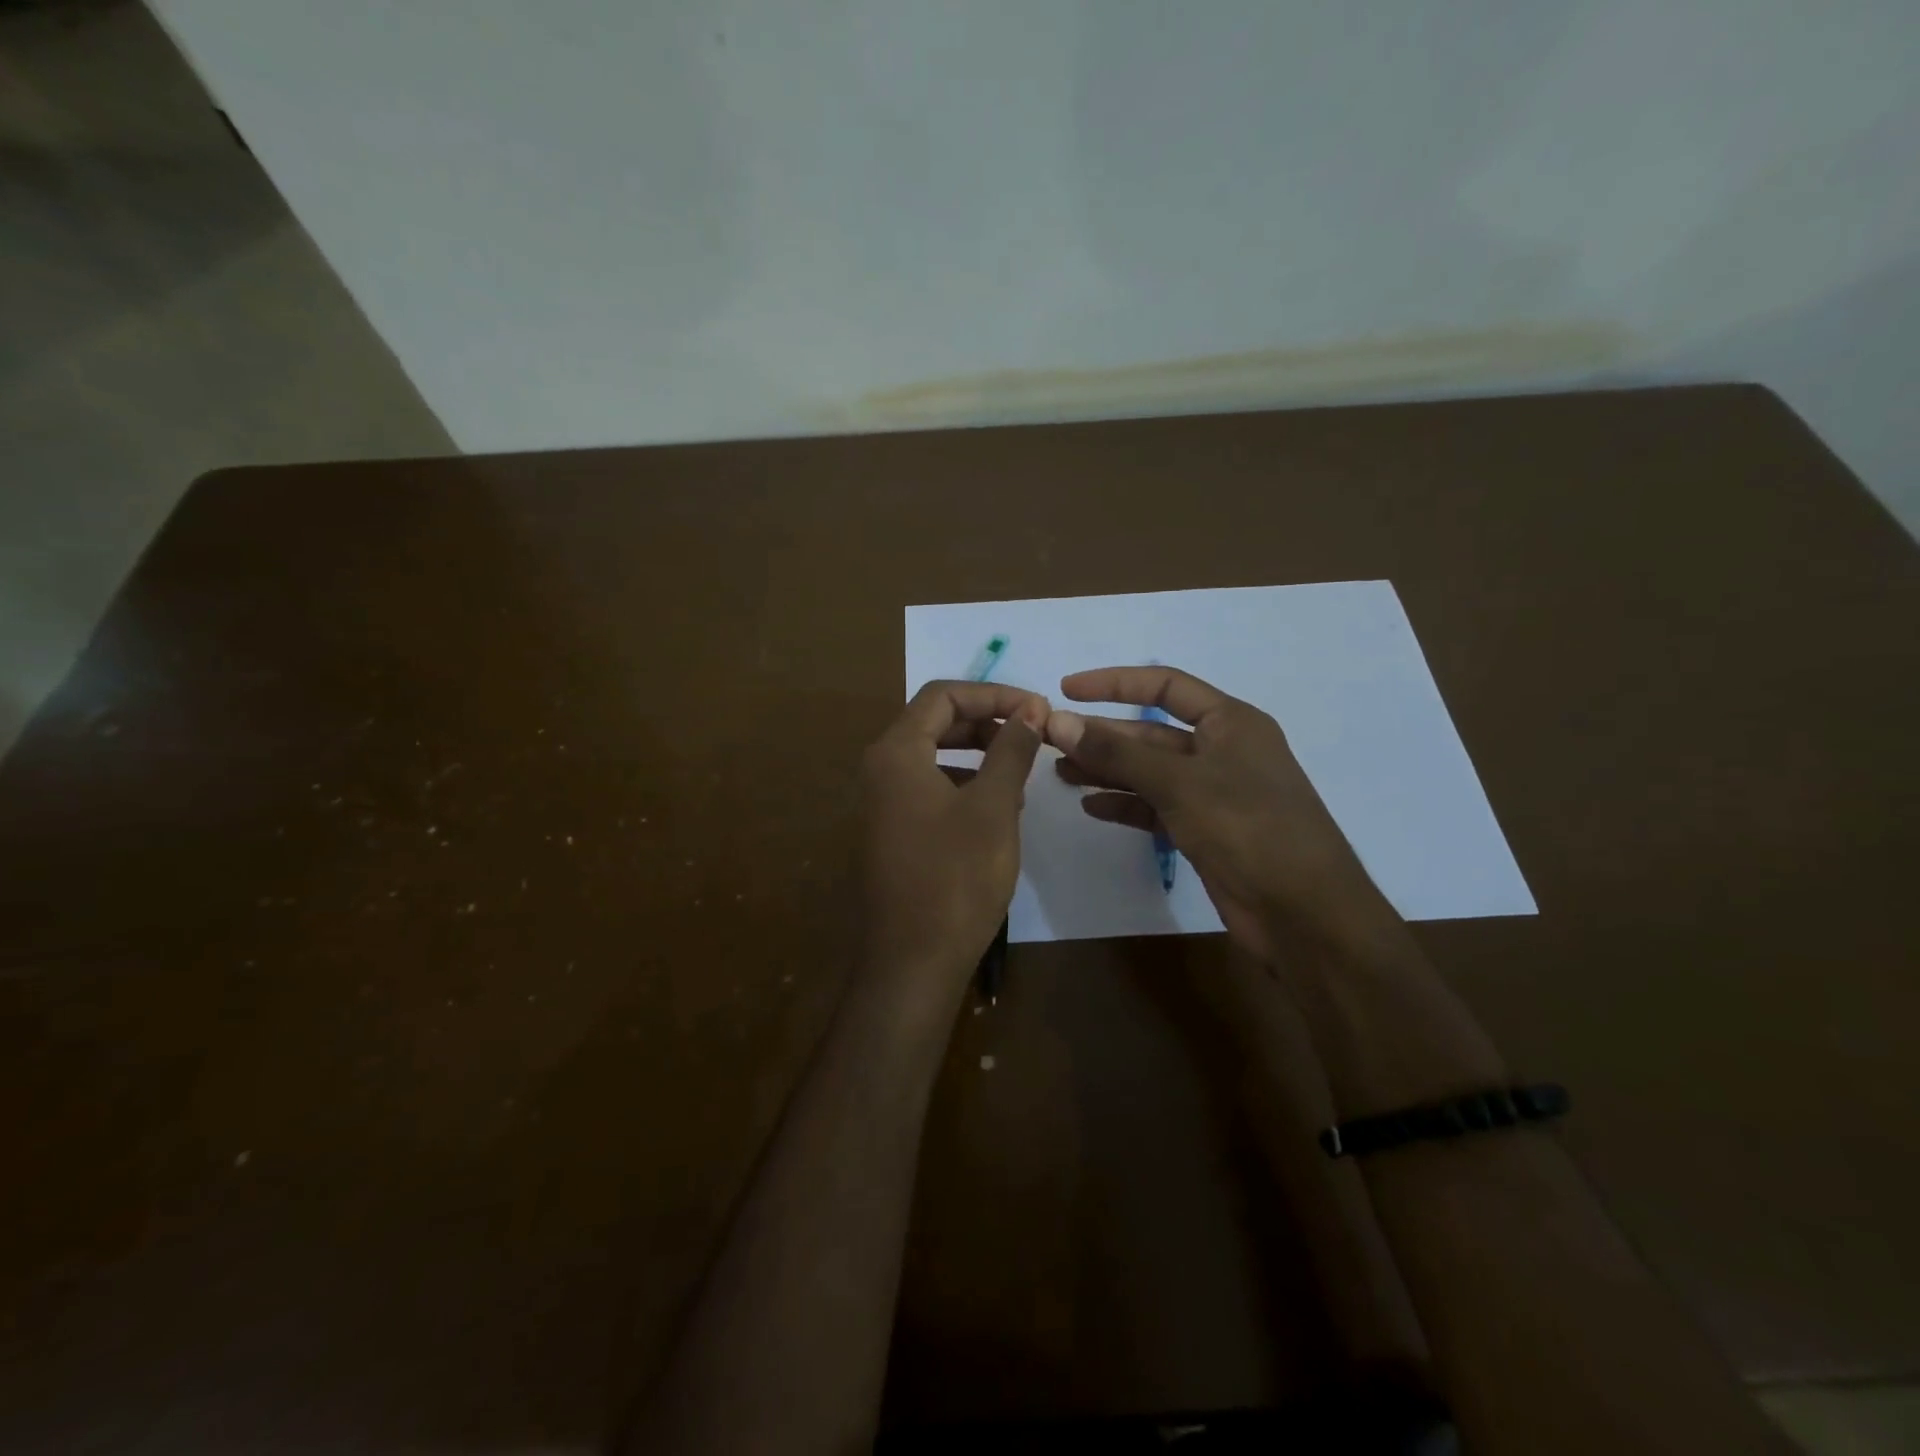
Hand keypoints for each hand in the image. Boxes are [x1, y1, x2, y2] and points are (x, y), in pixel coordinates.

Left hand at [859, 681, 1047, 1008]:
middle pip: (935, 722)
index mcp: (896, 752)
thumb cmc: (955, 878)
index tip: (1038, 709)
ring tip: (1019, 775)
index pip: (944, 696)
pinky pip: (928, 788)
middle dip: (986, 722)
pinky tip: (996, 810)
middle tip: (1032, 735)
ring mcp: (881, 803)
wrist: (912, 962)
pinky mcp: (891, 831)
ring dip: (978, 754)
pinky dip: (964, 784)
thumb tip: (1030, 710)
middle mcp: (880, 769)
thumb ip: (1011, 750)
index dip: (994, 694)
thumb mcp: (994, 807)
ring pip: (933, 756)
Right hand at [1046, 665, 1391, 964]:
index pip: (1165, 685)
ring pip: (1150, 772)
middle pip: (1151, 733)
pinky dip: (1126, 805)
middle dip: (1102, 736)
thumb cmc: (1248, 829)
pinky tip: (1091, 807)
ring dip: (1107, 771)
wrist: (1304, 914)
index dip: (1114, 683)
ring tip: (1061, 774)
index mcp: (1230, 722)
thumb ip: (1117, 753)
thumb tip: (1058, 721)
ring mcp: (1214, 794)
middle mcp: (1222, 751)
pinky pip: (1156, 808)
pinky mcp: (1206, 831)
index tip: (1067, 689)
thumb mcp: (1179, 783)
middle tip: (1051, 742)